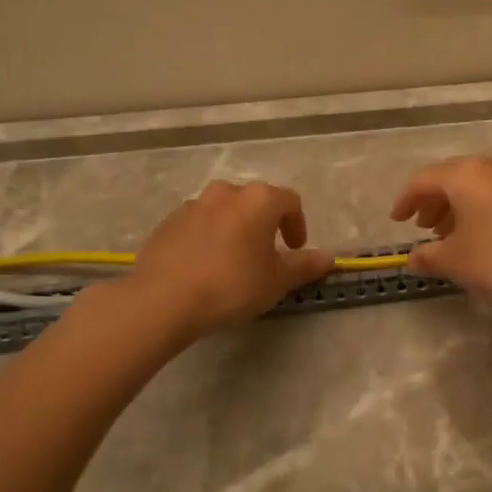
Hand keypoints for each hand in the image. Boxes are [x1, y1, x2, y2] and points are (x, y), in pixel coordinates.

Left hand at [126, 181, 333, 337]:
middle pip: (255, 202)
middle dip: (265, 224)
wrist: (163, 299)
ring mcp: (193, 205)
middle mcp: (226, 192)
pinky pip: (198, 225)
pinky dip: (208, 239)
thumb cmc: (232, 284)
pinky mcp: (167, 223)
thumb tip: (329, 256)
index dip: (298, 224)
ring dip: (235, 229)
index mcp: (259, 199)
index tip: (296, 249)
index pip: (290, 201)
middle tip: (266, 256)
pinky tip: (204, 268)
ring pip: (224, 211)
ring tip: (233, 262)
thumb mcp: (277, 280)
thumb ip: (305, 265)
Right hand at [389, 156, 491, 321]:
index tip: (397, 221)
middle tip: (424, 228)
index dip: (405, 200)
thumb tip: (413, 258)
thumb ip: (428, 256)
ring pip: (478, 185)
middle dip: (433, 201)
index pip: (424, 180)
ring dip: (458, 206)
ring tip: (450, 236)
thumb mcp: (455, 262)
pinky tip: (482, 236)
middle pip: (452, 177)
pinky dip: (482, 209)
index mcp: (467, 174)